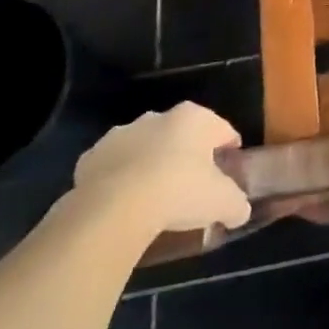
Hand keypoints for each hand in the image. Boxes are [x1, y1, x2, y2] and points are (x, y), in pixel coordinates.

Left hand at [73, 103, 251, 233]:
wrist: (114, 209)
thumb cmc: (179, 192)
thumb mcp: (223, 203)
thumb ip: (237, 204)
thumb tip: (239, 212)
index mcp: (195, 118)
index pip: (222, 129)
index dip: (228, 151)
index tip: (228, 172)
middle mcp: (158, 117)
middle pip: (180, 135)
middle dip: (186, 155)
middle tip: (192, 187)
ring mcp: (120, 135)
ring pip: (144, 148)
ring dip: (149, 165)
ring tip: (154, 199)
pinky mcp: (89, 158)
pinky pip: (112, 168)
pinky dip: (119, 181)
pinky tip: (123, 206)